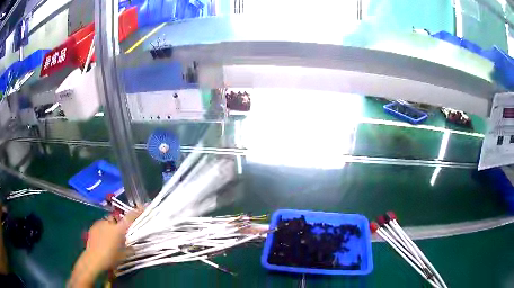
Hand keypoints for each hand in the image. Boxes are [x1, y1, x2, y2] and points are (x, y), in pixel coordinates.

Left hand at [69, 208, 142, 286]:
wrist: (93, 259)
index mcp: (119, 229)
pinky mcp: (93, 226)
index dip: (137, 212)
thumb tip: (134, 245)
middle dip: (121, 222)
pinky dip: (105, 229)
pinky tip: (104, 238)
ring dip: (112, 226)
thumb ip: (131, 247)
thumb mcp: (125, 255)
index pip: (130, 217)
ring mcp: (100, 223)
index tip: (143, 207)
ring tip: (112, 237)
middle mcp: (109, 222)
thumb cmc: (111, 258)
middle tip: (124, 231)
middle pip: (118, 218)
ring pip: (109, 221)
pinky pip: (102, 225)